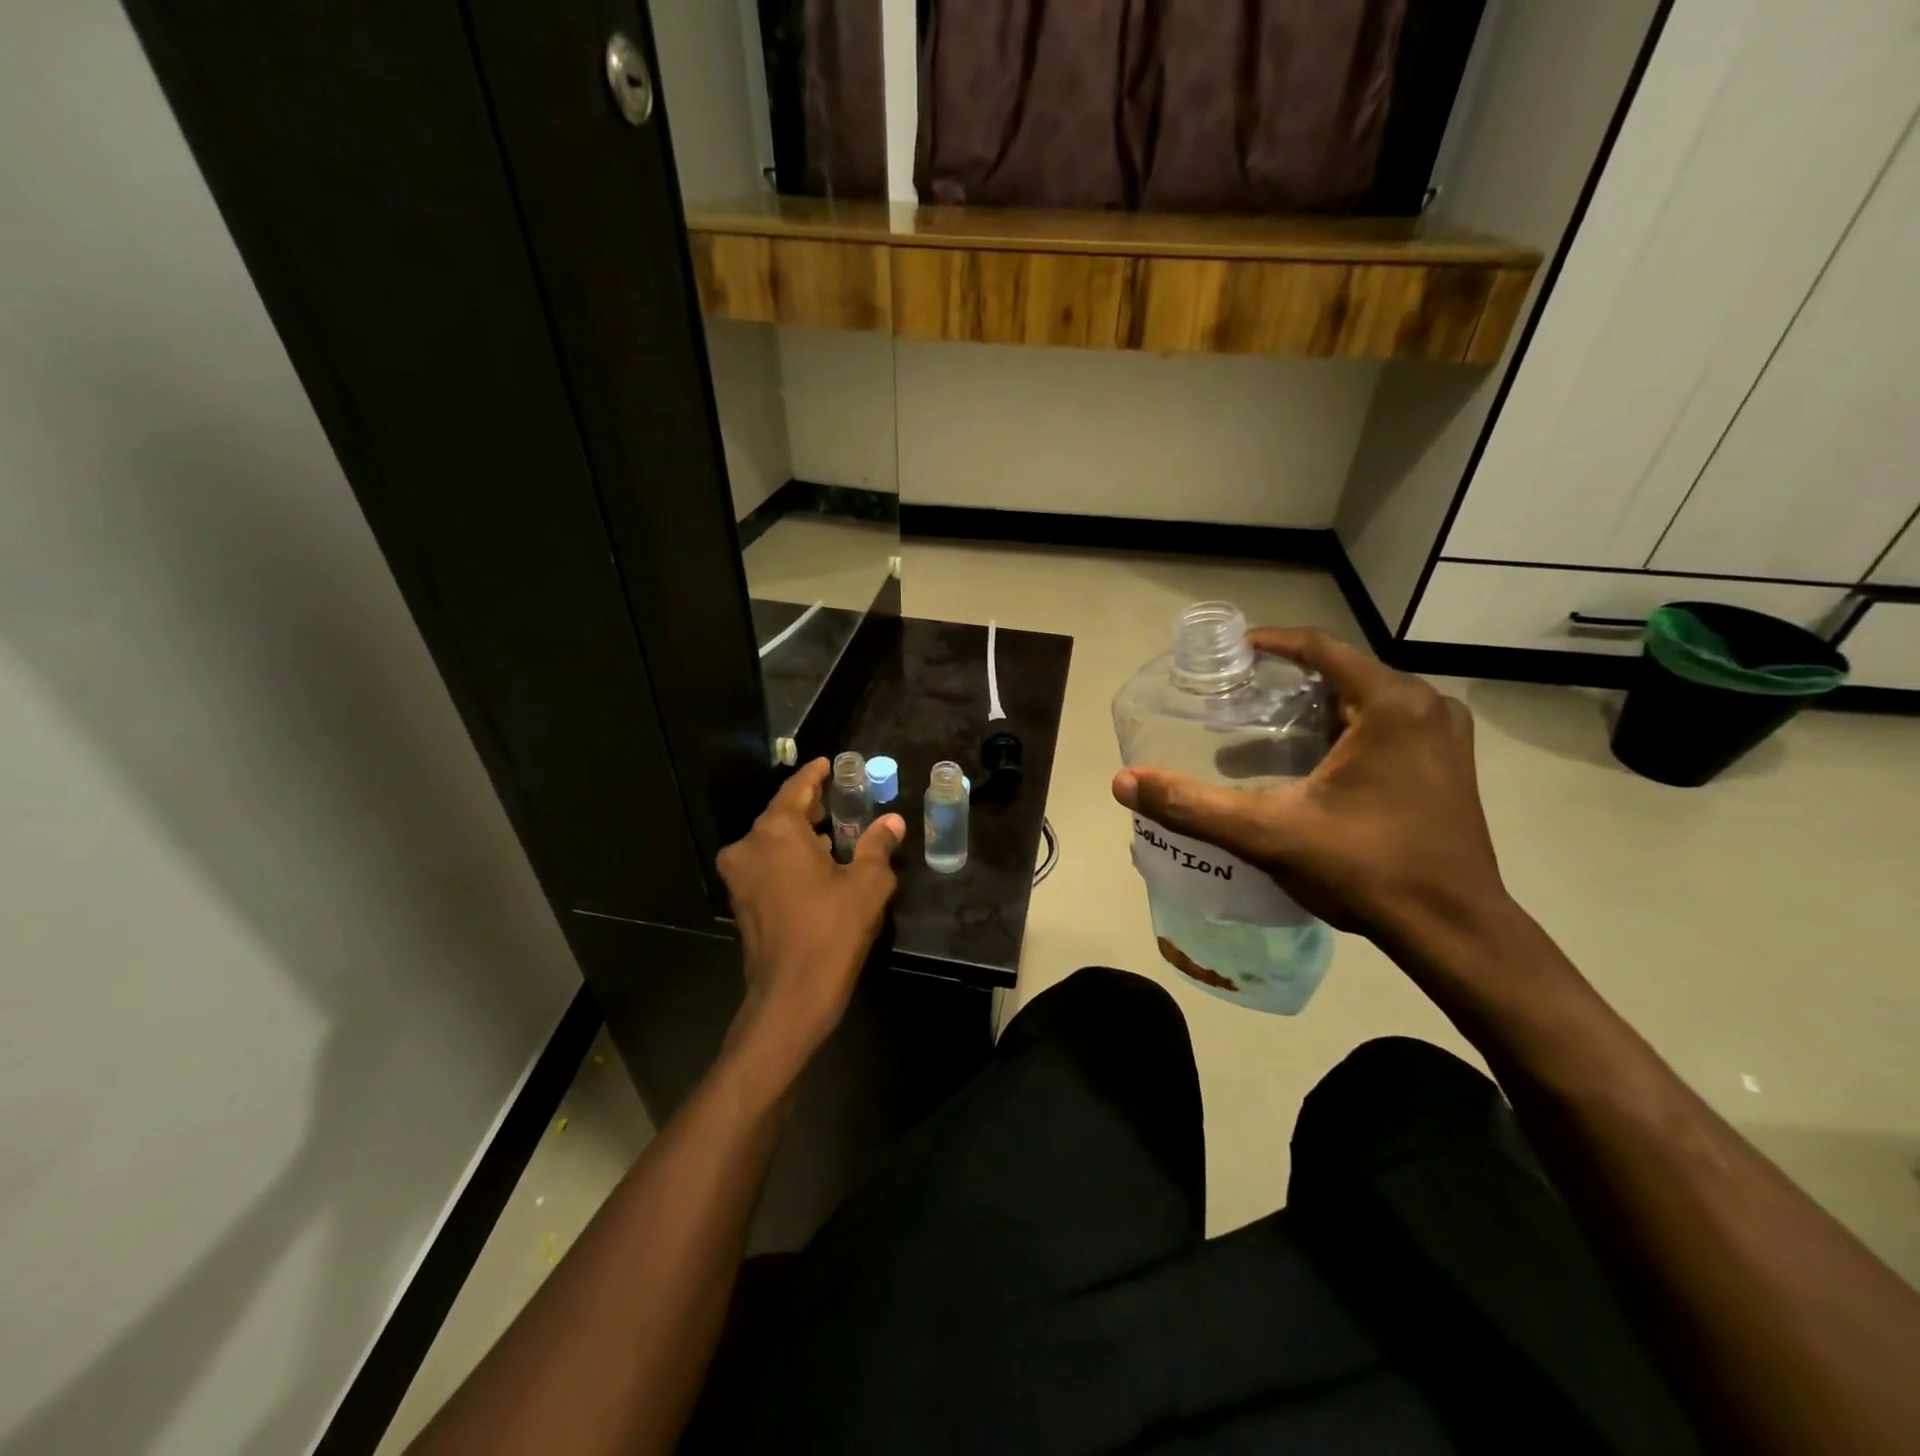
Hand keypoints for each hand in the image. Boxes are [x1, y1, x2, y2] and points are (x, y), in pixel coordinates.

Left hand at [715, 758, 903, 1089]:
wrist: (791, 996)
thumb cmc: (831, 931)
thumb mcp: (867, 884)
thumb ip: (878, 846)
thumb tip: (892, 822)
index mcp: (776, 832)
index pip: (797, 789)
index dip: (816, 775)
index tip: (830, 764)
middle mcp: (749, 846)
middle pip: (782, 814)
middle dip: (811, 806)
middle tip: (840, 797)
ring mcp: (740, 876)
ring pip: (773, 841)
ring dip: (801, 834)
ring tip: (836, 830)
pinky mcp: (742, 902)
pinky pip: (768, 864)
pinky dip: (790, 857)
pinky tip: (819, 864)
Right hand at [1112, 627, 1510, 961]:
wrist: (1453, 931)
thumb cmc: (1366, 869)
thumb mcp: (1268, 833)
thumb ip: (1192, 805)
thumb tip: (1123, 782)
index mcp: (1392, 704)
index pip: (1320, 647)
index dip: (1269, 644)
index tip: (1227, 655)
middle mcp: (1427, 707)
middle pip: (1341, 674)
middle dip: (1285, 684)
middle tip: (1234, 701)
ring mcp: (1444, 737)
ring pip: (1364, 703)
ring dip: (1312, 711)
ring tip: (1260, 736)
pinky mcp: (1449, 766)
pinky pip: (1386, 728)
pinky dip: (1343, 733)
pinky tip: (1309, 766)